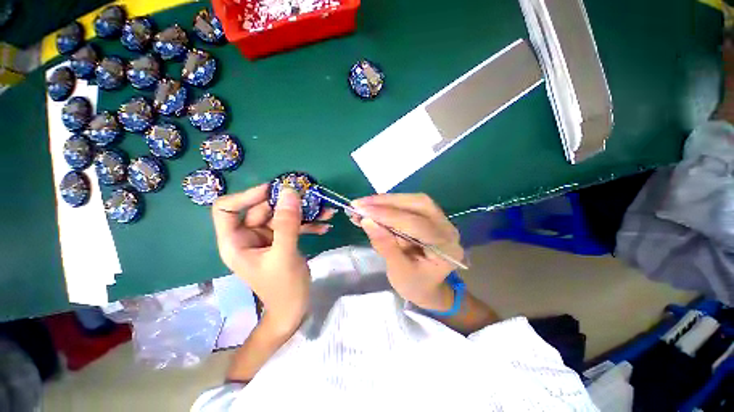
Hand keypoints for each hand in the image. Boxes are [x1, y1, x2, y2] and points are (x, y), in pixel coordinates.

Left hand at [212, 183, 333, 332]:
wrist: (294, 308)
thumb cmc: (283, 287)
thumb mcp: (284, 254)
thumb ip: (287, 223)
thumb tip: (289, 191)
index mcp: (236, 241)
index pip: (227, 209)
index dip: (247, 196)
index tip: (273, 190)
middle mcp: (249, 236)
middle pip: (263, 209)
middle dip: (288, 203)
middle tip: (312, 197)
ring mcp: (267, 238)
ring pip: (283, 215)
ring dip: (305, 213)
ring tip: (327, 211)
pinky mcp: (282, 240)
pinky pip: (294, 225)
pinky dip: (309, 224)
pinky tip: (325, 225)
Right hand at [352, 194, 463, 310]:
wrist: (429, 287)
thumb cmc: (416, 285)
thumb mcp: (399, 271)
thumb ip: (385, 245)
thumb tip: (367, 221)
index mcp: (445, 247)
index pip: (416, 224)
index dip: (388, 215)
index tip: (362, 211)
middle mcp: (447, 228)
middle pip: (418, 203)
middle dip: (386, 202)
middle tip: (360, 204)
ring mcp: (441, 219)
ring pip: (413, 200)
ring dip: (386, 200)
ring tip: (363, 204)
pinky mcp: (430, 216)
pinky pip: (409, 204)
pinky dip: (389, 204)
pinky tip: (373, 207)